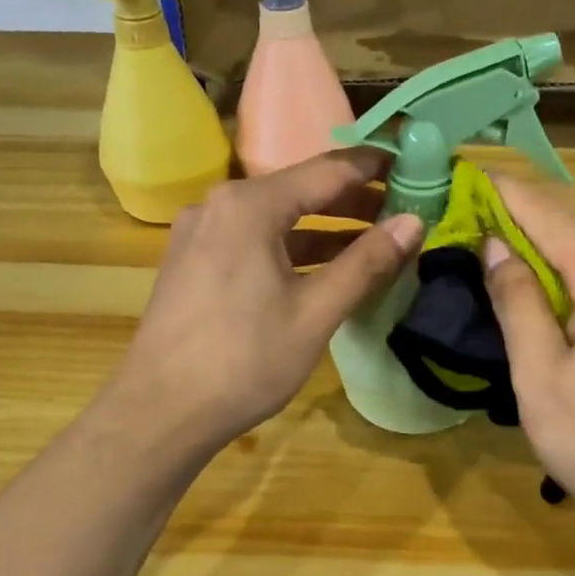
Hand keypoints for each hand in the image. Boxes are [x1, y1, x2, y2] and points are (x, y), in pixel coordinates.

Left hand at [107, 150, 423, 455]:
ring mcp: (200, 234)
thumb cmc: (244, 361)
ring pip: (275, 219)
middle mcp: (220, 206)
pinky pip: (252, 241)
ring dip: (323, 229)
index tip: (414, 164)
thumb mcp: (315, 312)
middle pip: (299, 191)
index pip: (327, 170)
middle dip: (352, 201)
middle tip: (402, 210)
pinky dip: (291, 249)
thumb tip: (413, 222)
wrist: (160, 411)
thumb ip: (366, 263)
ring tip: (372, 242)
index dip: (374, 167)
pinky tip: (321, 270)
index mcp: (250, 206)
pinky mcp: (192, 262)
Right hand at [481, 174, 574, 536]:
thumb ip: (517, 302)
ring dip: (555, 229)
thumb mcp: (539, 373)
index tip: (467, 174)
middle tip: (480, 202)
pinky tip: (551, 277)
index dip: (507, 193)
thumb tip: (496, 246)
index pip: (551, 216)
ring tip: (508, 231)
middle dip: (531, 203)